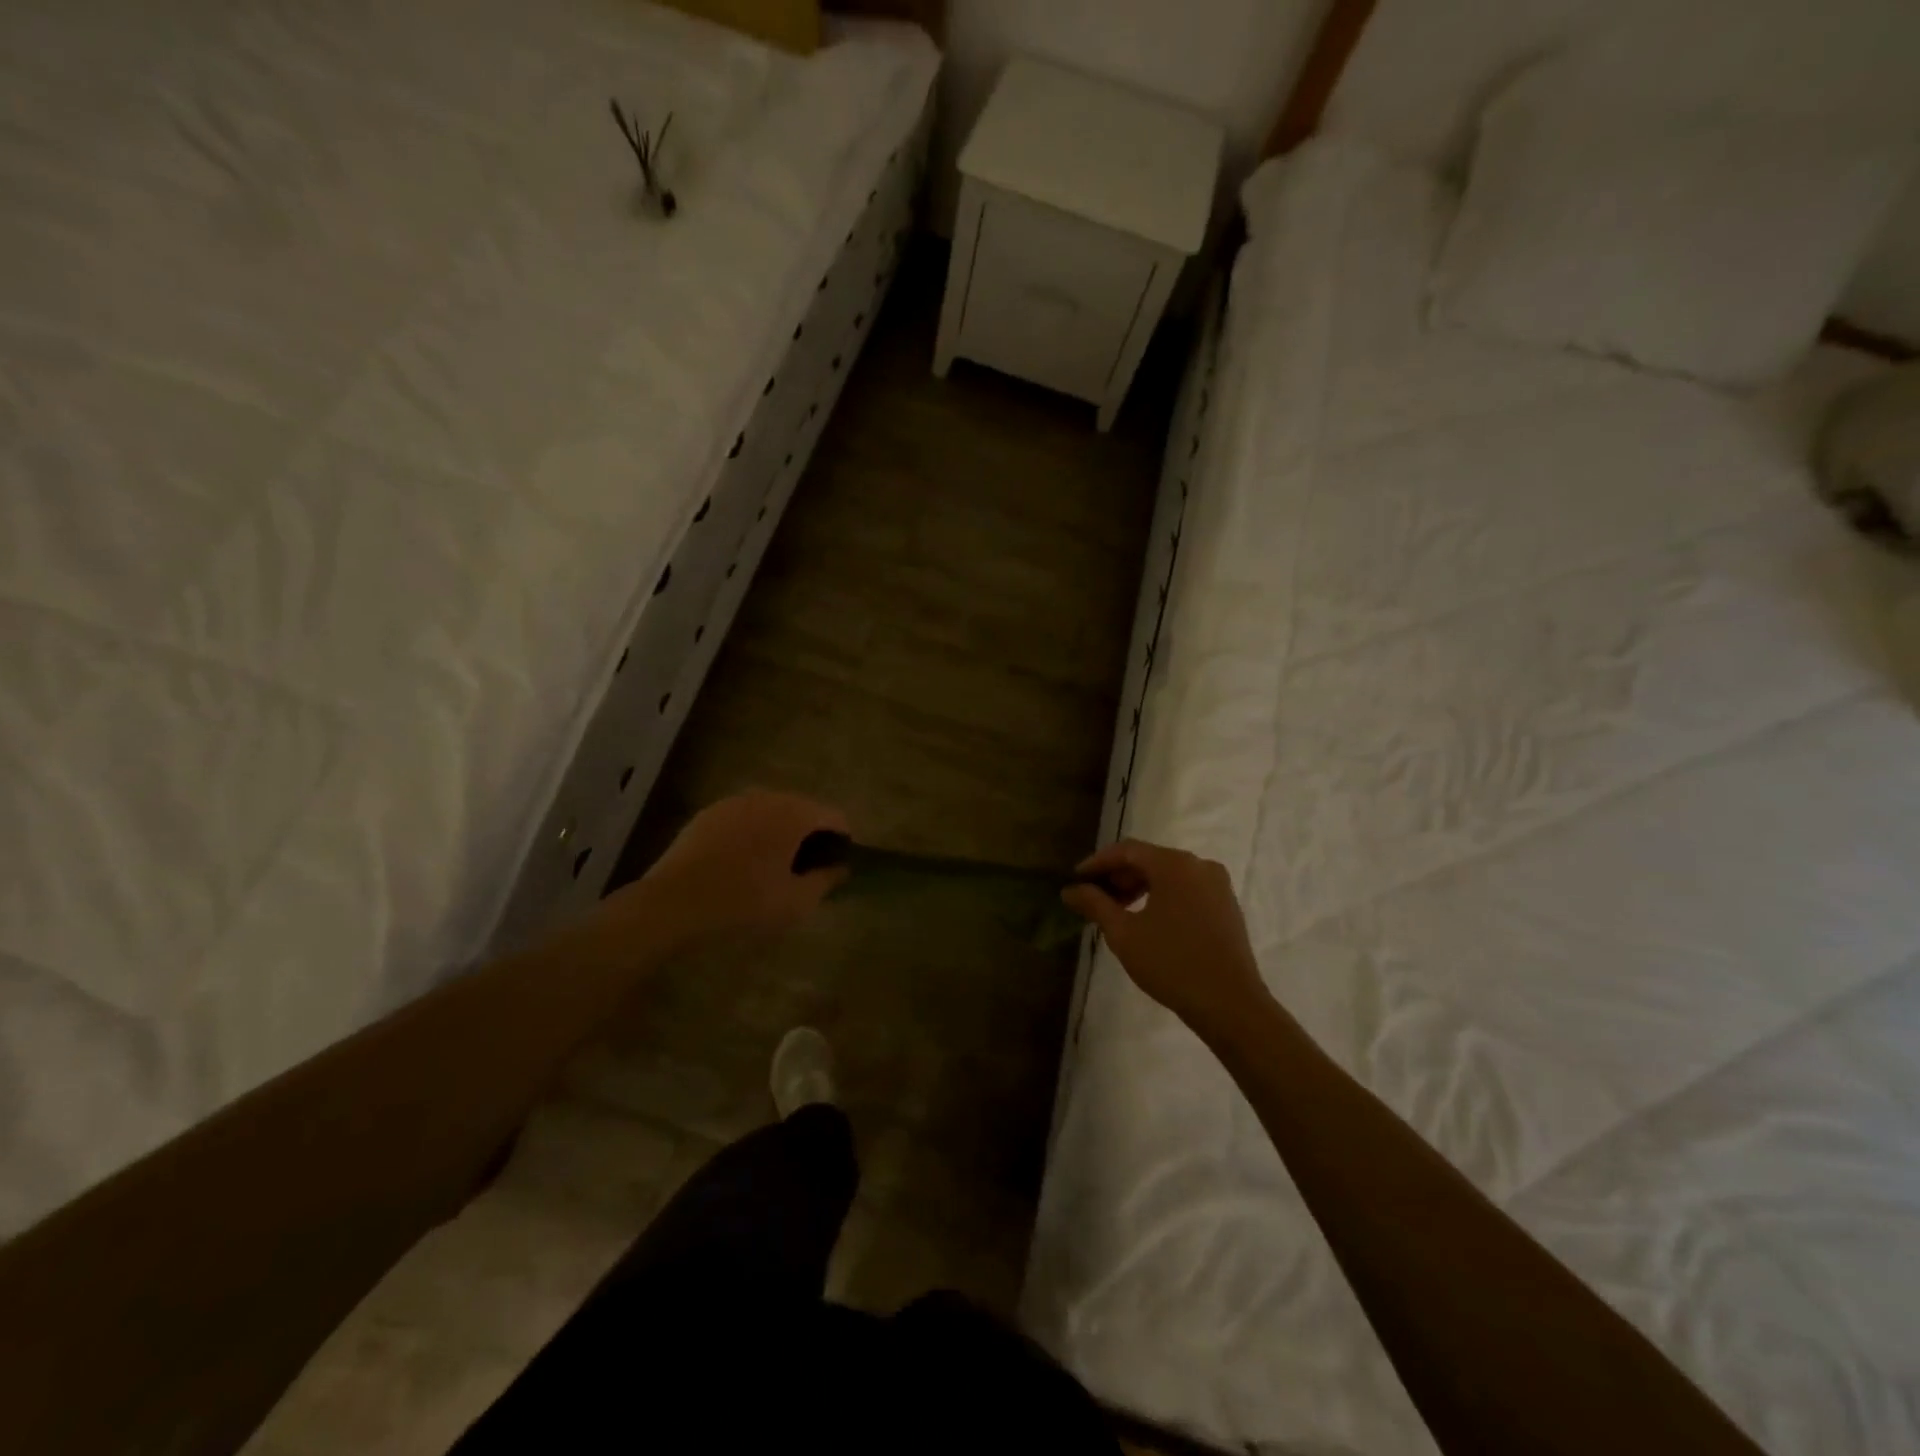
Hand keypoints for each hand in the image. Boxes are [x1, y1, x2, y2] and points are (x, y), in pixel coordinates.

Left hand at [628, 790, 849, 948]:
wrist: (672, 905)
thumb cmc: (744, 903)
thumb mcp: (796, 902)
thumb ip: (826, 880)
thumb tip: (840, 867)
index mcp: (794, 813)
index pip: (835, 817)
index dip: (843, 842)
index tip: (837, 870)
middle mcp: (768, 797)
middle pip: (804, 810)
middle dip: (812, 836)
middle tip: (807, 872)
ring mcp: (734, 802)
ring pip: (773, 812)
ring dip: (781, 834)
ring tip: (775, 869)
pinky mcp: (709, 814)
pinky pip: (745, 818)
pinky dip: (753, 834)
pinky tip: (743, 864)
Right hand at [1061, 839, 1271, 1040]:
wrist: (1230, 1004)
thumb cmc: (1171, 963)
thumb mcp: (1124, 934)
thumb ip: (1095, 905)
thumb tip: (1070, 890)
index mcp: (1174, 864)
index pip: (1127, 850)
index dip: (1098, 862)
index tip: (1075, 879)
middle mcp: (1199, 865)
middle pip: (1149, 859)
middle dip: (1119, 876)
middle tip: (1094, 897)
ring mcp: (1217, 885)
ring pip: (1169, 875)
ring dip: (1140, 887)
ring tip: (1118, 911)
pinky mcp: (1227, 906)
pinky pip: (1187, 889)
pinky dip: (1163, 896)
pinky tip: (1148, 920)